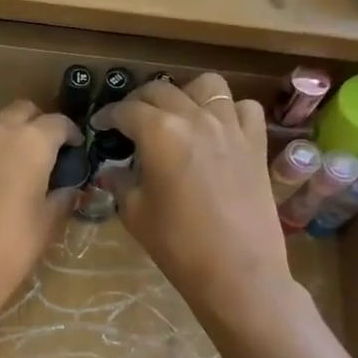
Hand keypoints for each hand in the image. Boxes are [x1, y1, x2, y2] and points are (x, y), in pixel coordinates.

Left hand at [0, 101, 80, 319]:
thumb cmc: (10, 248)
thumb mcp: (46, 223)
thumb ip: (60, 196)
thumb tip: (66, 188)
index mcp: (29, 142)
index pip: (58, 122)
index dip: (70, 135)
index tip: (75, 151)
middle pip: (21, 112)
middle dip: (37, 125)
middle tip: (47, 153)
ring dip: (8, 139)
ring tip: (18, 169)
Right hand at [93, 73, 293, 323]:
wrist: (237, 272)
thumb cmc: (178, 245)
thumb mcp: (134, 213)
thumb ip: (120, 182)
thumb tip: (112, 170)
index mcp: (160, 133)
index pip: (126, 110)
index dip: (108, 116)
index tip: (101, 126)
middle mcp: (195, 118)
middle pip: (161, 90)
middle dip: (139, 102)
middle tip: (129, 122)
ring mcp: (231, 127)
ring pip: (206, 85)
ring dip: (185, 95)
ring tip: (176, 116)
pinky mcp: (256, 143)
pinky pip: (243, 107)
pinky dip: (227, 110)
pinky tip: (216, 129)